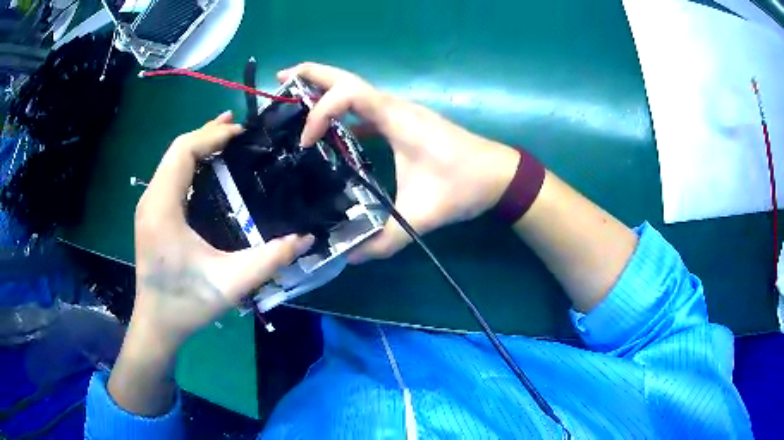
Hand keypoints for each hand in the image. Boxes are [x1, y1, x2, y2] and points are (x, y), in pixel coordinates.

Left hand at [109, 112, 312, 415]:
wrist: (157, 324)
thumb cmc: (187, 303)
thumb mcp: (231, 283)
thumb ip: (269, 260)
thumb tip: (306, 239)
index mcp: (163, 207)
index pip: (183, 151)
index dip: (212, 136)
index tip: (242, 134)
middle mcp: (151, 199)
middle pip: (177, 150)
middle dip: (207, 133)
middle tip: (240, 128)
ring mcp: (149, 206)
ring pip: (172, 161)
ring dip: (199, 145)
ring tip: (227, 138)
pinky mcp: (152, 214)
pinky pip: (170, 175)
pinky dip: (191, 163)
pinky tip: (208, 167)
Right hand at [278, 63, 519, 262]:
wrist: (499, 175)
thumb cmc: (465, 185)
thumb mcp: (423, 215)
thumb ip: (386, 240)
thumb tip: (350, 257)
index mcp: (397, 118)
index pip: (347, 95)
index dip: (319, 112)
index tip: (305, 142)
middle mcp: (395, 107)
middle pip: (347, 78)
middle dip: (311, 74)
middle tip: (280, 78)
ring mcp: (400, 112)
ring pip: (355, 89)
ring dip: (324, 89)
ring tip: (293, 95)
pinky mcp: (404, 123)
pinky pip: (365, 108)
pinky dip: (342, 111)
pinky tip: (329, 130)